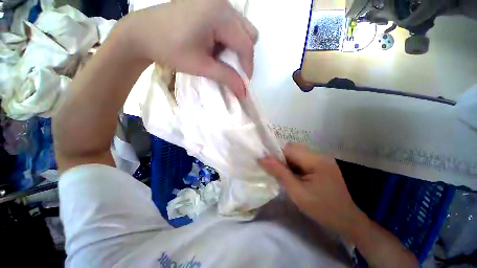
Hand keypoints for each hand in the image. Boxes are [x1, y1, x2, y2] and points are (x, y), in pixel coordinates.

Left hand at [123, 0, 257, 97]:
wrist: (143, 33)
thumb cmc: (170, 49)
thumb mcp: (201, 66)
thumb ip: (226, 77)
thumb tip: (243, 92)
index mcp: (220, 15)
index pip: (246, 44)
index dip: (248, 66)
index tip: (244, 82)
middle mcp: (222, 3)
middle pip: (248, 33)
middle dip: (244, 56)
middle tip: (233, 69)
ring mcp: (216, 1)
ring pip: (241, 28)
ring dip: (237, 47)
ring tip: (221, 57)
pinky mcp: (210, 3)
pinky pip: (231, 23)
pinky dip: (229, 39)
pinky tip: (215, 46)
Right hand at [260, 143, 360, 232]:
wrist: (349, 221)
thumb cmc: (323, 209)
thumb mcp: (297, 193)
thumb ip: (279, 173)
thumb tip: (262, 159)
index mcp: (315, 159)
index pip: (288, 148)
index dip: (276, 154)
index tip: (268, 166)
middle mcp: (319, 154)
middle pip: (292, 149)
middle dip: (281, 158)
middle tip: (278, 174)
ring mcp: (322, 159)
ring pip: (296, 154)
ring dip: (287, 162)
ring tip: (286, 176)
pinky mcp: (322, 164)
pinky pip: (302, 159)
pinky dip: (295, 165)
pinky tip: (295, 177)